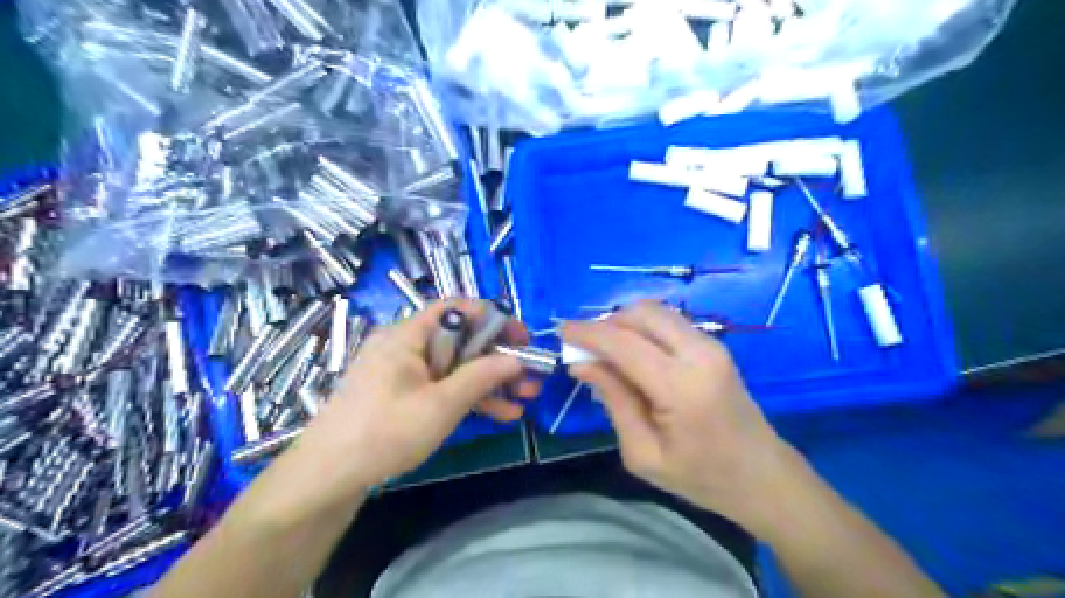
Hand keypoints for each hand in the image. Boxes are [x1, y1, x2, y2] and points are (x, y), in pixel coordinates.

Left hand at [292, 299, 536, 494]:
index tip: (522, 340)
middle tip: (531, 376)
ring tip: (526, 398)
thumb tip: (516, 360)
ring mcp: (404, 372)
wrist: (327, 478)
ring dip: (490, 381)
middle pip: (461, 341)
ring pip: (456, 367)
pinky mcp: (403, 395)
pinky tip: (502, 414)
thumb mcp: (440, 405)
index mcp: (408, 335)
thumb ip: (481, 377)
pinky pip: (443, 386)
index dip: (494, 319)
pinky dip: (469, 397)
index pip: (457, 309)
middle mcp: (406, 346)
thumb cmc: (384, 432)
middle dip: (499, 359)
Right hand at [561, 302, 793, 530]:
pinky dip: (642, 328)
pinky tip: (633, 354)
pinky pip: (668, 322)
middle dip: (606, 323)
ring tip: (606, 352)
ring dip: (624, 323)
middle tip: (585, 348)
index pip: (624, 343)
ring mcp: (711, 344)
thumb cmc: (700, 476)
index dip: (587, 333)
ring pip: (655, 311)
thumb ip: (613, 401)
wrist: (761, 475)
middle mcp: (699, 353)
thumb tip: (582, 364)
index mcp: (682, 386)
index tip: (560, 331)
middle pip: (641, 313)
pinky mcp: (714, 345)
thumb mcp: (643, 453)